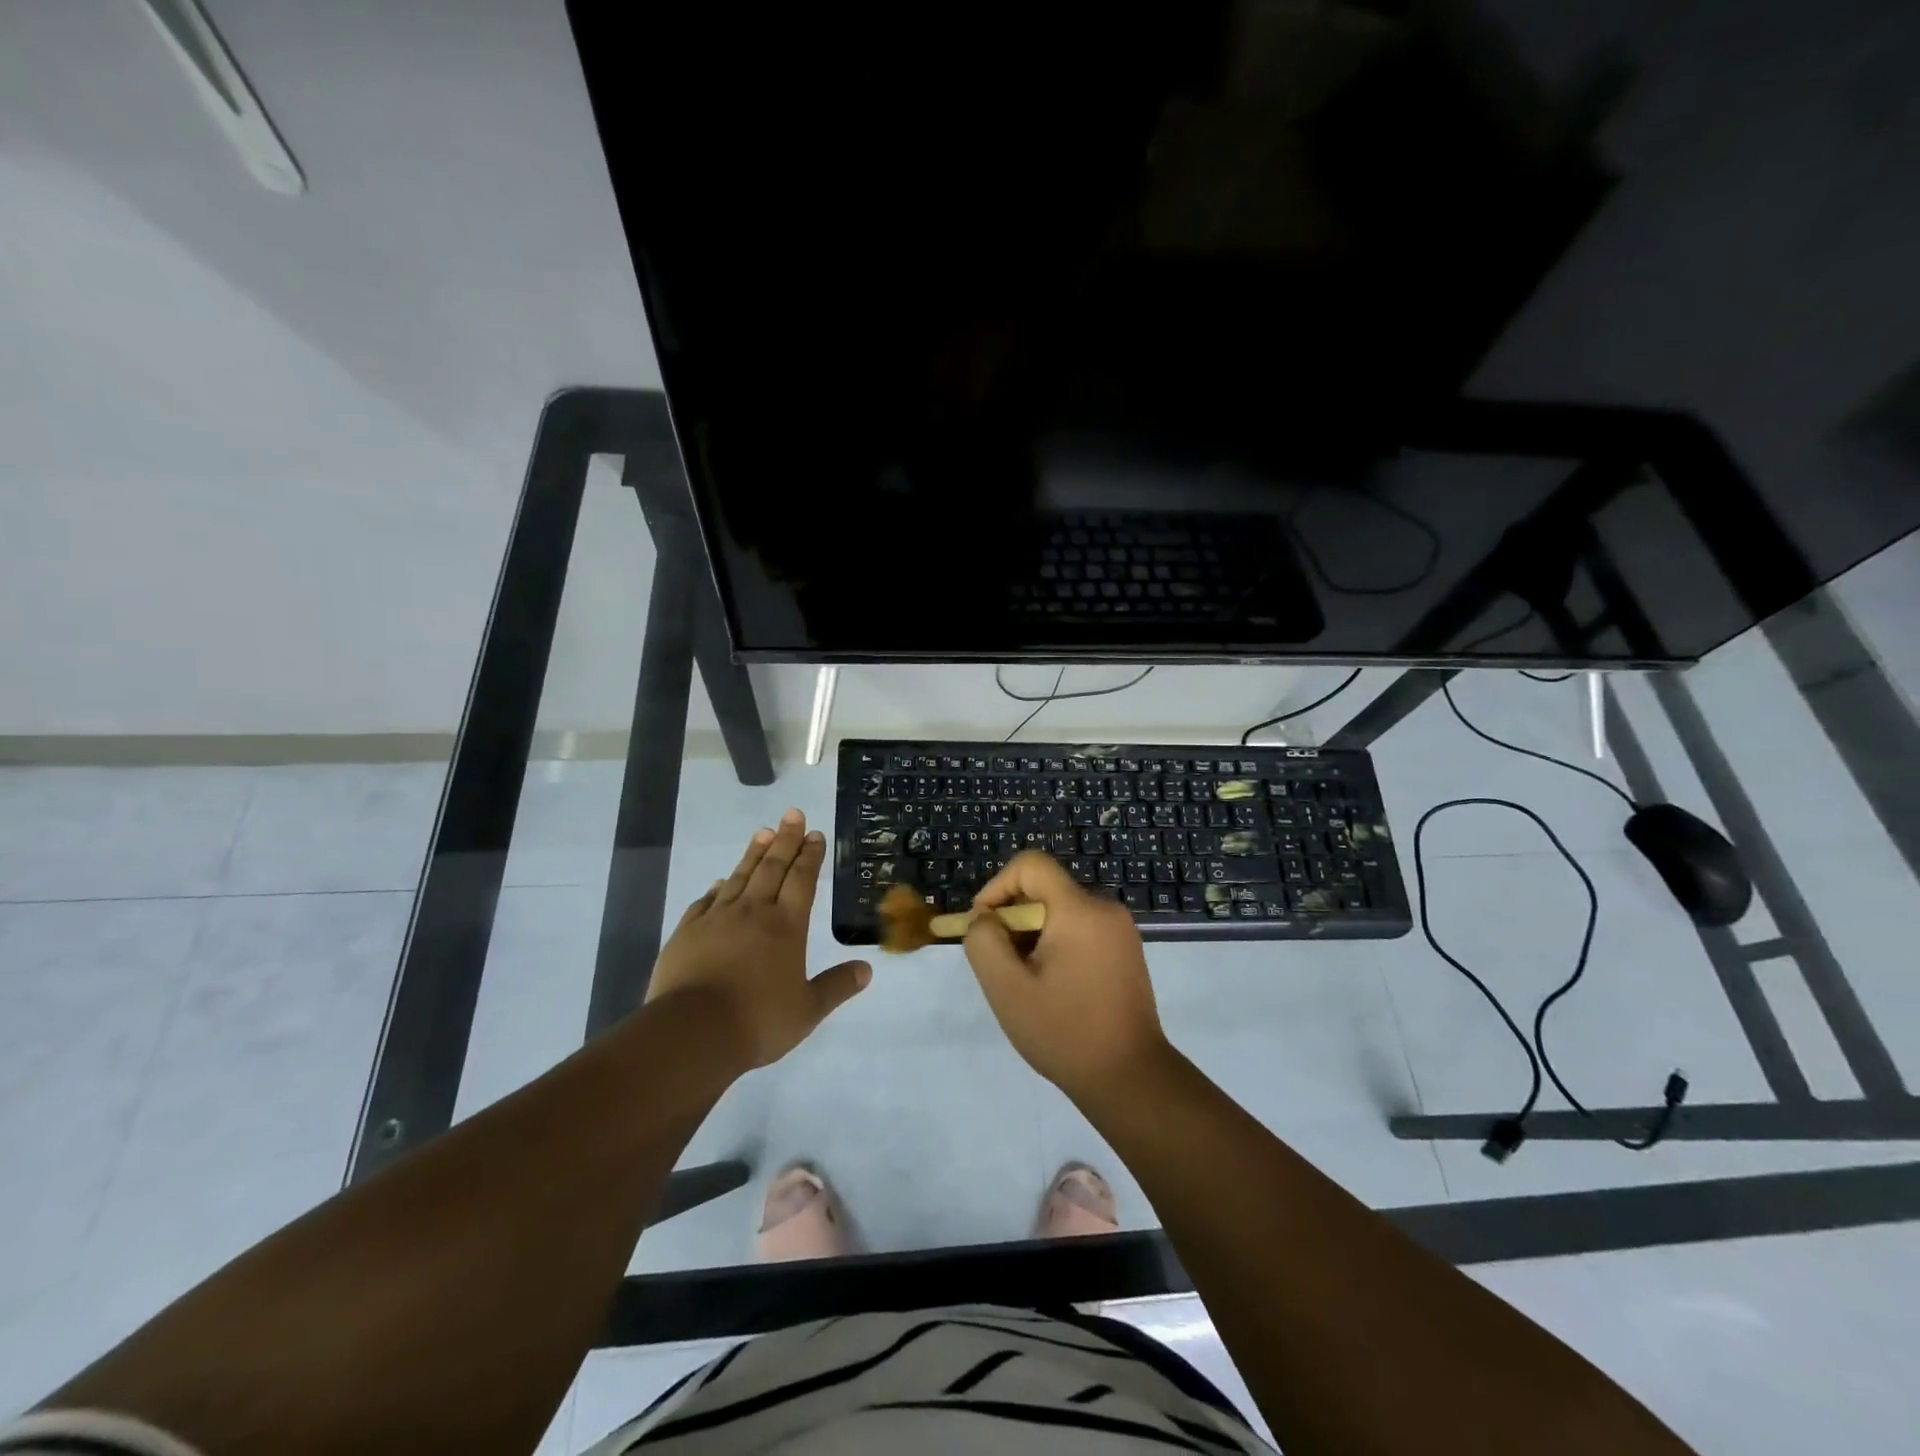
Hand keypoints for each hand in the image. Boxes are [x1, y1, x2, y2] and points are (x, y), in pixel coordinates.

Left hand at [648, 809, 870, 1068]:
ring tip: (763, 832)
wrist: (691, 1033)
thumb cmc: (758, 1021)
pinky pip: (706, 901)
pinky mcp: (687, 932)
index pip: (802, 880)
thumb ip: (837, 986)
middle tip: (793, 814)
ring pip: (739, 877)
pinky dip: (717, 888)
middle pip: (772, 868)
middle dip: (786, 840)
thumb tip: (867, 969)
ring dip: (754, 853)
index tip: (815, 834)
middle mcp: (753, 912)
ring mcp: (717, 919)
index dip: (810, 856)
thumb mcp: (808, 1010)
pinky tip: (720, 882)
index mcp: (786, 926)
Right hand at [964, 850, 1171, 1103]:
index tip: (984, 926)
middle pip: (1044, 891)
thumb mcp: (1007, 988)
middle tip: (1002, 966)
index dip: (997, 887)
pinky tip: (1053, 988)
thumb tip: (985, 918)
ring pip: (1060, 912)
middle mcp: (1104, 909)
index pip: (1030, 865)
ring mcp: (1120, 930)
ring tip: (1027, 983)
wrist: (1130, 1078)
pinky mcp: (1126, 951)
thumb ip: (984, 942)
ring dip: (1033, 937)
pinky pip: (1080, 930)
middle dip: (1014, 920)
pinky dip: (1057, 946)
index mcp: (1079, 909)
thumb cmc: (1064, 1032)